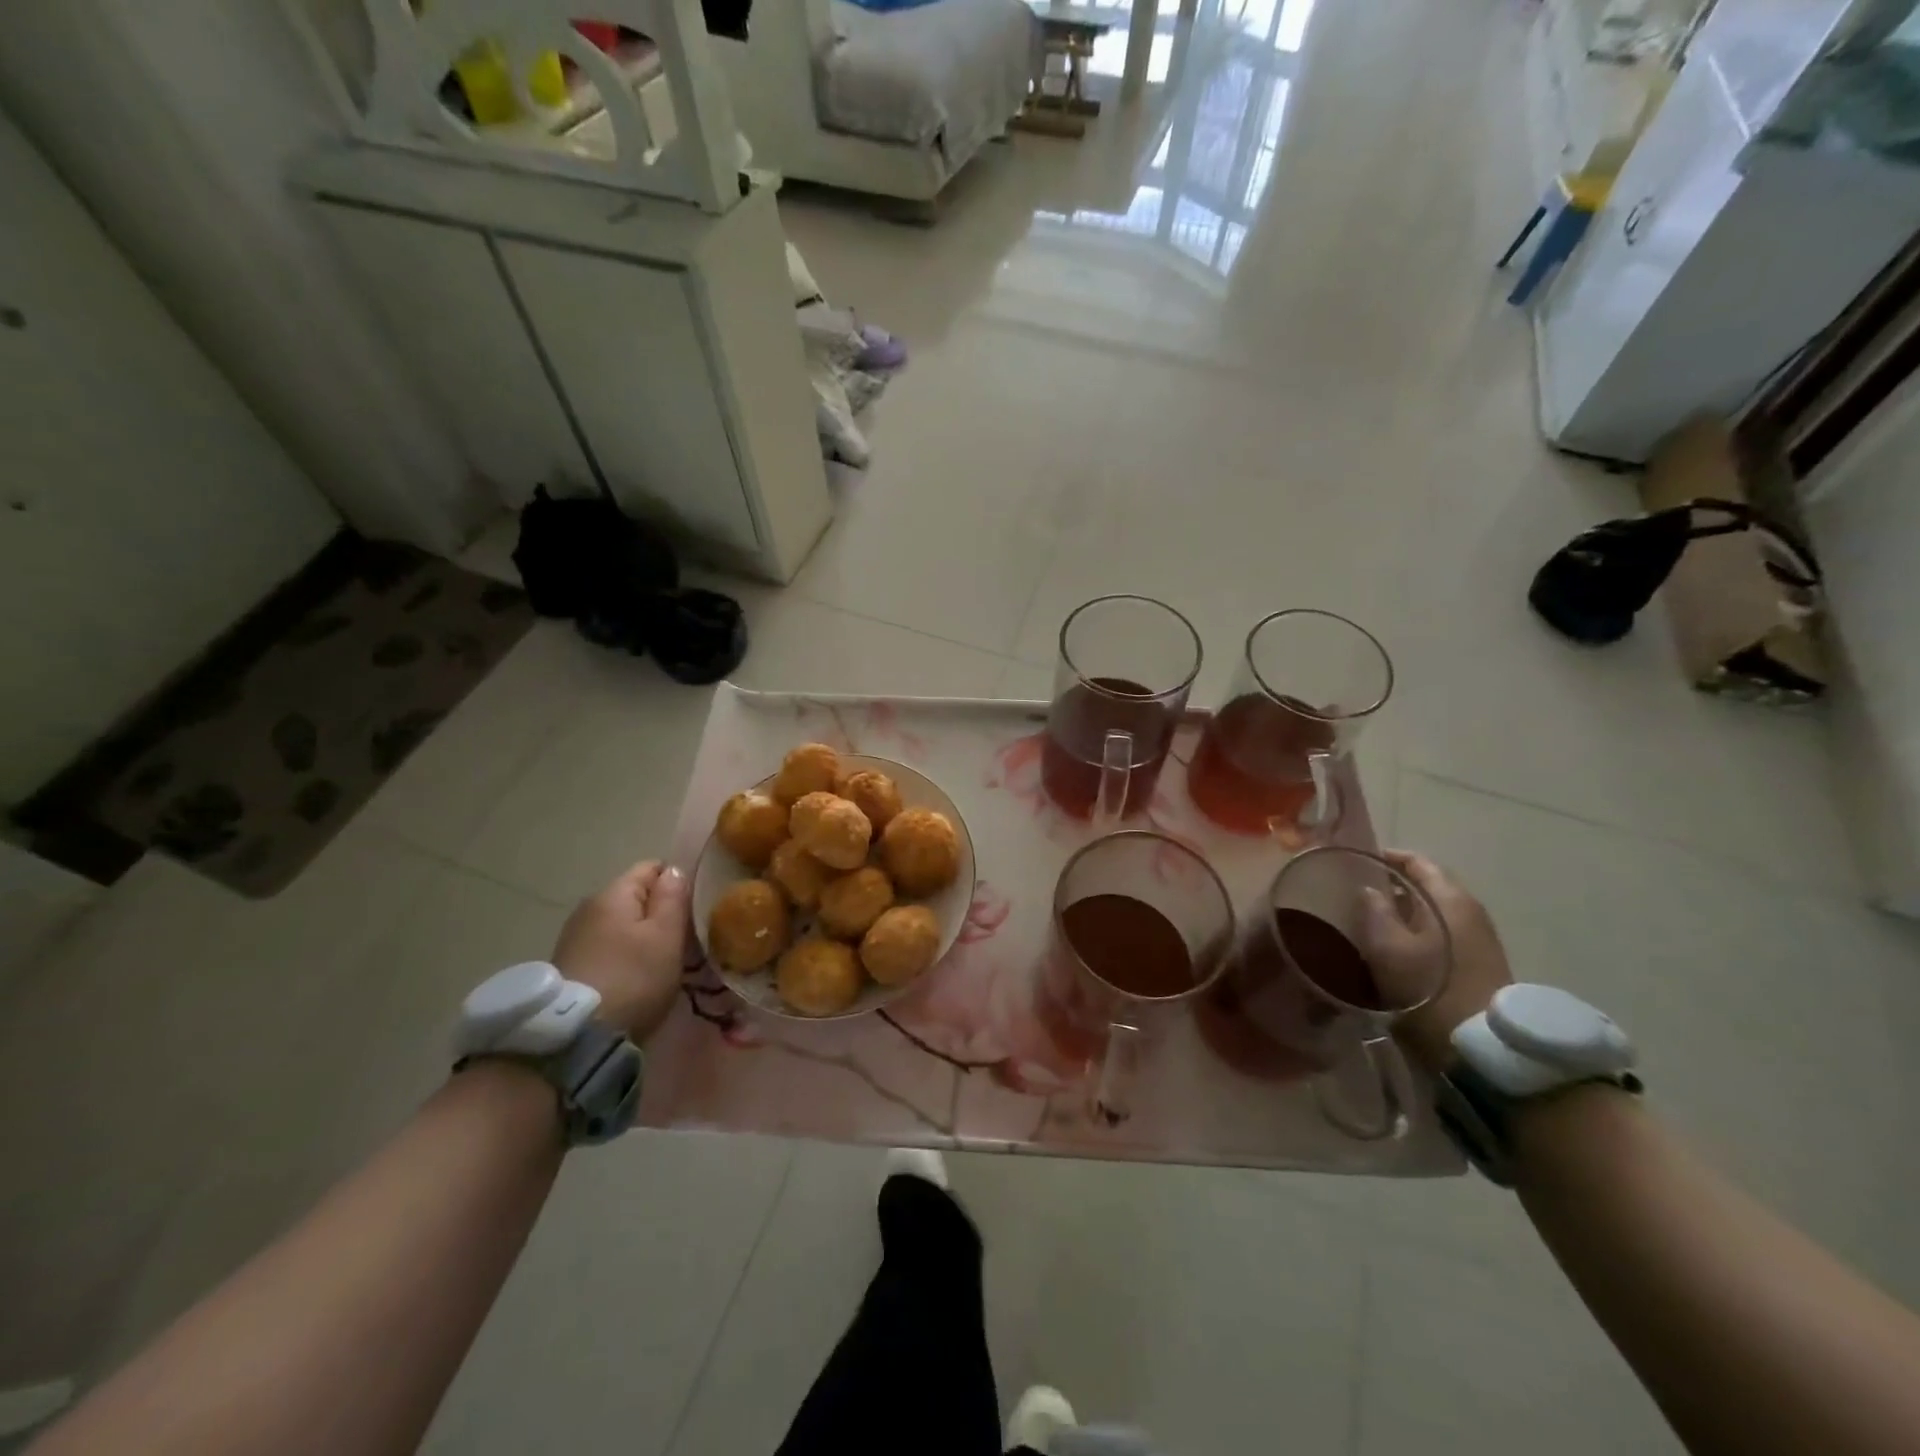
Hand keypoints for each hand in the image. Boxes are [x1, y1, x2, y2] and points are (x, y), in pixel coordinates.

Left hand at [552, 860, 688, 1042]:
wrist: (577, 1037)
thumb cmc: (633, 977)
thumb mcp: (666, 935)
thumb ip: (673, 897)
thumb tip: (674, 870)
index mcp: (613, 893)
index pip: (652, 867)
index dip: (677, 882)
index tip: (695, 908)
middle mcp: (589, 907)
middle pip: (636, 897)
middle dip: (661, 913)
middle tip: (685, 940)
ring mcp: (575, 938)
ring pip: (622, 925)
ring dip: (643, 938)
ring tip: (663, 962)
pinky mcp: (570, 967)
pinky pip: (608, 948)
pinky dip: (625, 957)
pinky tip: (637, 979)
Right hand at [1368, 850, 1512, 1073]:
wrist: (1483, 1050)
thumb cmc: (1429, 989)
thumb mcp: (1387, 947)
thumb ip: (1373, 910)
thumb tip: (1368, 891)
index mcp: (1450, 899)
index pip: (1417, 861)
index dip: (1385, 858)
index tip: (1354, 864)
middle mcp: (1469, 912)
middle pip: (1426, 886)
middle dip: (1390, 886)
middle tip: (1354, 894)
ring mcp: (1478, 940)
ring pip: (1431, 912)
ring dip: (1401, 912)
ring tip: (1366, 921)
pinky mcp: (1478, 965)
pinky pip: (1439, 934)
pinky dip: (1414, 932)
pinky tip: (1391, 948)